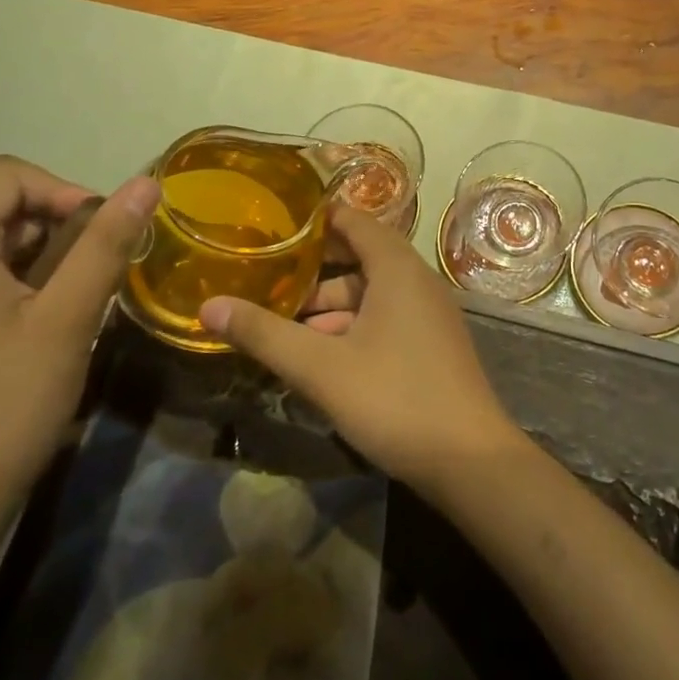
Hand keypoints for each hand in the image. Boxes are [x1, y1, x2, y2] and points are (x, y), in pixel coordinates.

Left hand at [0, 156, 158, 531]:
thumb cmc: (5, 402)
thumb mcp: (67, 317)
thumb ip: (107, 244)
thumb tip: (148, 182)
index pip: (7, 176)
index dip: (61, 187)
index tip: (99, 230)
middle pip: (9, 208)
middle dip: (67, 223)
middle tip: (106, 267)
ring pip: (12, 248)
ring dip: (61, 257)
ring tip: (93, 297)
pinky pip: (5, 283)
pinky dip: (45, 286)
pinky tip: (69, 324)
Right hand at [198, 206, 525, 495]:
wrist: (470, 460)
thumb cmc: (395, 398)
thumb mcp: (321, 367)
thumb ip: (265, 334)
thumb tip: (208, 306)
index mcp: (396, 267)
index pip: (352, 220)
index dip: (313, 219)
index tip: (271, 224)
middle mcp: (416, 280)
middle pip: (358, 256)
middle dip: (312, 268)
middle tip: (264, 275)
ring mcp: (427, 313)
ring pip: (369, 293)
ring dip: (328, 305)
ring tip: (281, 322)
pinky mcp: (429, 343)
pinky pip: (384, 317)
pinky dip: (351, 326)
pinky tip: (319, 354)